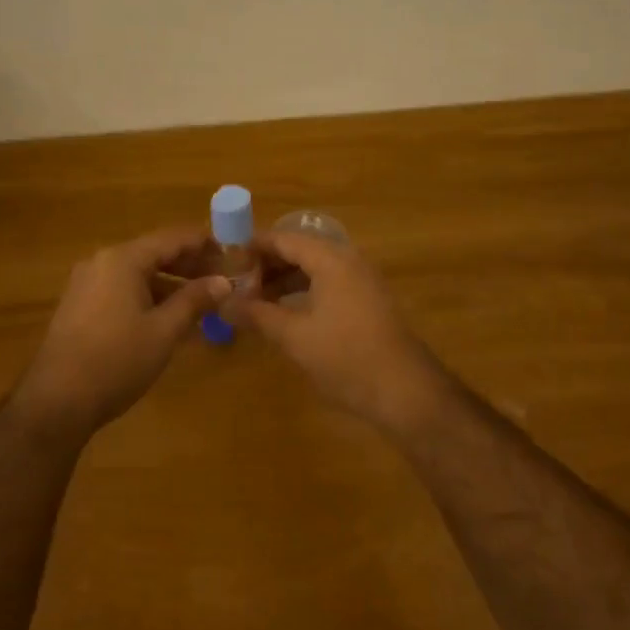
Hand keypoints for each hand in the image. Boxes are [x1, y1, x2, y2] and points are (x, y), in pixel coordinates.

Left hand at [13, 226, 230, 434]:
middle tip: (223, 280)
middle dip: (190, 265)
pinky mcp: (81, 306)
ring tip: (204, 302)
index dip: (205, 244)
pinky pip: (123, 290)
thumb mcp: (164, 331)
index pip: (173, 238)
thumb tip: (223, 282)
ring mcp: (87, 284)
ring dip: (172, 284)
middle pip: (155, 253)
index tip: (233, 255)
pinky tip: (171, 318)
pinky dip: (150, 297)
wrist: (56, 401)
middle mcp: (102, 262)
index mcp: (123, 259)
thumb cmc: (116, 361)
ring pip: (139, 274)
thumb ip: (195, 301)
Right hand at [233, 231, 447, 433]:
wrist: (405, 391)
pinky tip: (286, 313)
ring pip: (315, 268)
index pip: (284, 239)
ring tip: (255, 300)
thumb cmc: (346, 358)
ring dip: (285, 280)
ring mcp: (362, 281)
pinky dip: (304, 292)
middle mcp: (349, 261)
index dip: (253, 247)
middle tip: (236, 284)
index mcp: (332, 260)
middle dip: (267, 264)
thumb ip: (257, 315)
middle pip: (301, 250)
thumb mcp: (294, 337)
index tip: (224, 260)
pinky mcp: (369, 302)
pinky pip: (329, 284)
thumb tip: (223, 304)